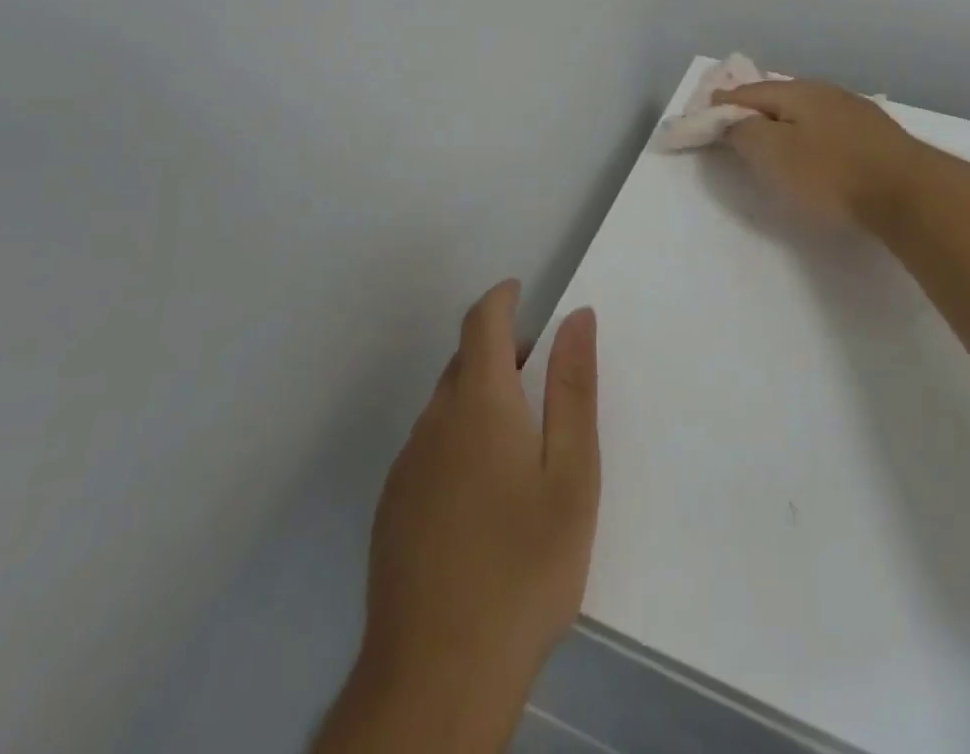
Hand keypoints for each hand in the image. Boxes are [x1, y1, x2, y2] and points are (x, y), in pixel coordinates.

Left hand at [316, 280, 599, 753]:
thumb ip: (573, 388)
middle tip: (543, 382)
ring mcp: (406, 468)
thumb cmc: (524, 566)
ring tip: (522, 448)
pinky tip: (482, 500)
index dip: (501, 298)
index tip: (522, 292)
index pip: (482, 322)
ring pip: (446, 408)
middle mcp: (434, 422)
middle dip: (501, 353)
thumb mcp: (572, 474)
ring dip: (481, 399)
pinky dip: (459, 441)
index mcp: (479, 403)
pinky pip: (430, 449)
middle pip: (464, 363)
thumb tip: (577, 318)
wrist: (437, 678)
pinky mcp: (392, 509)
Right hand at [714, 78, 930, 230]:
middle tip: (735, 127)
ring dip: (785, 123)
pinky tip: (815, 151)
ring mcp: (856, 112)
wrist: (910, 194)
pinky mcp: (877, 136)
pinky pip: (829, 129)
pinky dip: (811, 136)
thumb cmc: (831, 173)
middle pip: (779, 97)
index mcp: (798, 91)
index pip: (747, 92)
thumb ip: (745, 132)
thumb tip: (733, 120)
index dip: (722, 104)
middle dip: (754, 110)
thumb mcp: (773, 153)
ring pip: (807, 112)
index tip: (704, 115)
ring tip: (772, 140)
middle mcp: (827, 92)